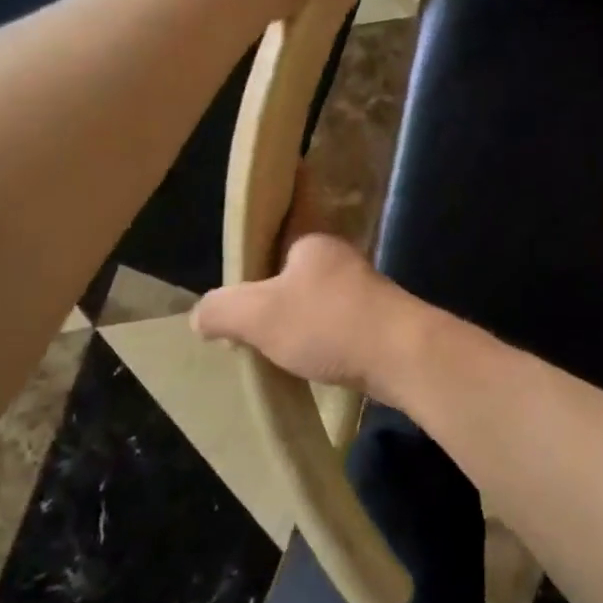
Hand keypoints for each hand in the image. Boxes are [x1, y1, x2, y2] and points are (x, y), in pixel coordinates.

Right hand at [192, 233, 423, 396]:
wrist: (402, 355)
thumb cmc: (327, 323)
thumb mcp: (258, 314)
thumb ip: (222, 310)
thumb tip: (200, 316)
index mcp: (312, 243)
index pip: (274, 240)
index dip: (251, 265)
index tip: (237, 295)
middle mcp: (340, 259)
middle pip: (293, 275)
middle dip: (272, 300)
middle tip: (248, 330)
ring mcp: (364, 291)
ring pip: (317, 303)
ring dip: (298, 324)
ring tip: (275, 350)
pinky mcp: (380, 322)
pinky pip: (337, 327)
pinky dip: (321, 342)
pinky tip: (309, 363)